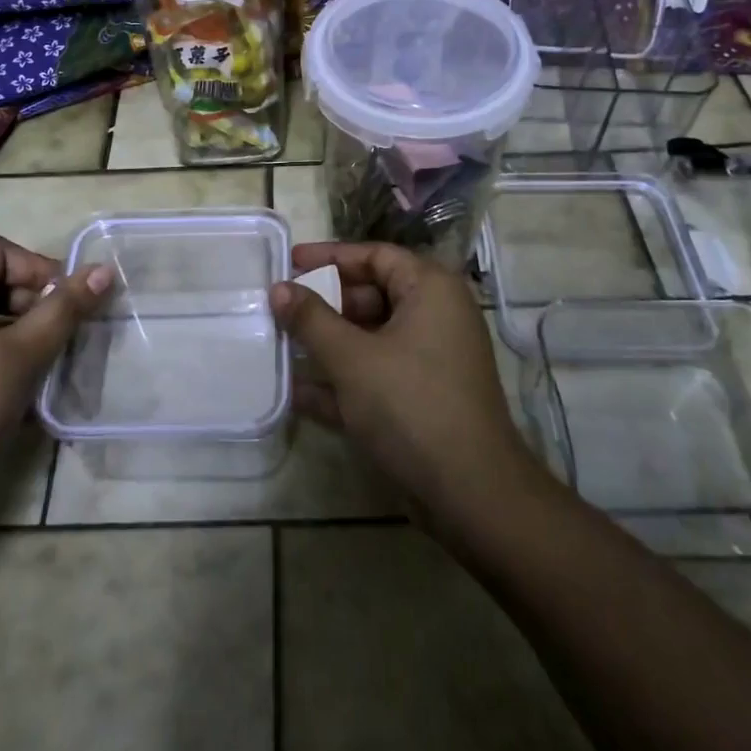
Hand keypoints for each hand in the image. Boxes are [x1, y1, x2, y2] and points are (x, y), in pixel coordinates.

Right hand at [271, 241, 541, 525]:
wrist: (471, 494)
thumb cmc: (411, 405)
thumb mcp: (352, 358)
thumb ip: (311, 320)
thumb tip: (279, 288)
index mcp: (430, 290)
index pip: (376, 255)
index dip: (330, 257)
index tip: (289, 264)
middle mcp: (436, 316)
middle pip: (373, 294)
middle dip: (326, 304)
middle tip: (282, 309)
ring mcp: (432, 360)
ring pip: (372, 338)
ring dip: (329, 344)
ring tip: (283, 346)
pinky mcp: (424, 398)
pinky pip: (377, 374)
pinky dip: (345, 380)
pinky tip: (300, 393)